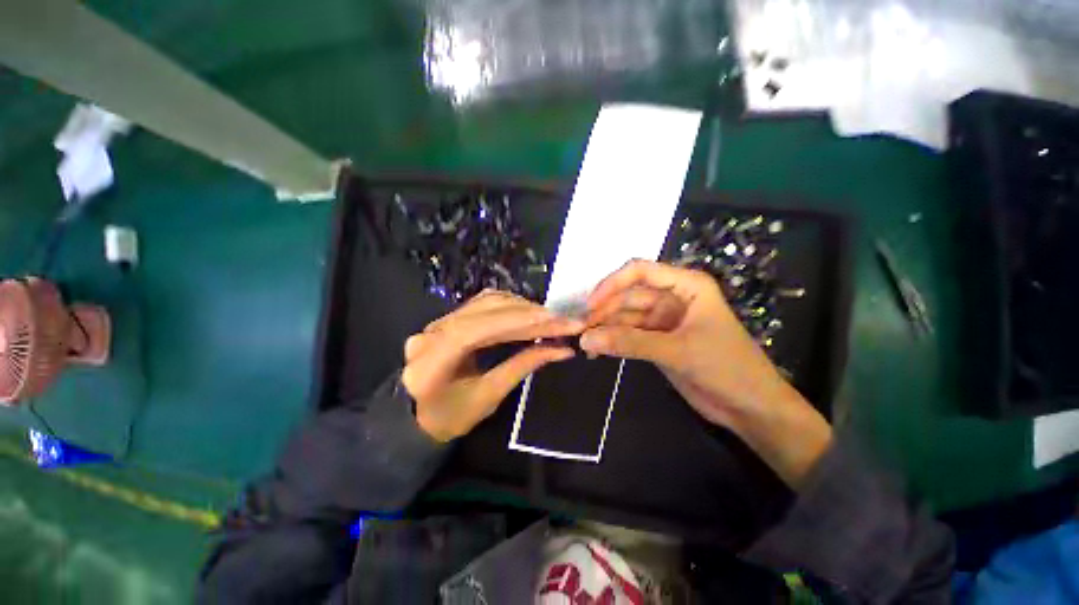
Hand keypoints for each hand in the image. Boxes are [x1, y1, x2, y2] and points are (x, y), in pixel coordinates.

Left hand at [403, 290, 584, 441]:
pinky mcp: (449, 317)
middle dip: (527, 313)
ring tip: (550, 317)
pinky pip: (483, 303)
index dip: (516, 321)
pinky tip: (528, 313)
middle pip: (484, 310)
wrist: (418, 414)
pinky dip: (510, 306)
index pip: (476, 330)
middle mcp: (432, 333)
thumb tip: (562, 349)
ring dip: (521, 307)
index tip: (553, 319)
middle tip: (563, 319)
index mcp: (431, 362)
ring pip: (485, 302)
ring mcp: (438, 321)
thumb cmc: (451, 417)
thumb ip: (523, 366)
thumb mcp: (489, 397)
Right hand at [581, 260, 831, 485]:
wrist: (751, 408)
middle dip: (604, 311)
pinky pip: (628, 334)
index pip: (640, 271)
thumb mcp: (677, 351)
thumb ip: (630, 343)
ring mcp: (663, 320)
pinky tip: (598, 351)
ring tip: (585, 344)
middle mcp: (672, 297)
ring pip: (625, 316)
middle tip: (580, 331)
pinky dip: (613, 341)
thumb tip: (585, 340)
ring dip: (605, 327)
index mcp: (686, 285)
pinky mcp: (658, 340)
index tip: (590, 305)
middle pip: (628, 295)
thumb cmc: (727, 368)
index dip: (611, 284)